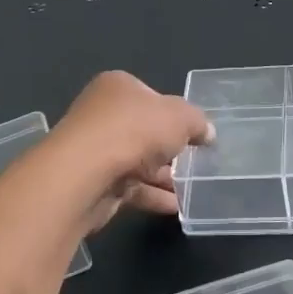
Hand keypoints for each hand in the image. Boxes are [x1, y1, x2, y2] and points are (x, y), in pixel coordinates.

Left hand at [52, 71, 214, 231]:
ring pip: (137, 161)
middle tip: (195, 162)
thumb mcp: (181, 117)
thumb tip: (207, 133)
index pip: (151, 96)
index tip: (193, 132)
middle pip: (143, 130)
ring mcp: (95, 149)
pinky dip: (152, 195)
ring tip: (192, 189)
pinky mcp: (93, 182)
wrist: (86, 174)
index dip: (173, 113)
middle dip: (169, 148)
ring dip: (163, 176)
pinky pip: (129, 187)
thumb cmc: (135, 130)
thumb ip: (198, 122)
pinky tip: (175, 206)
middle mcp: (102, 114)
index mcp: (118, 87)